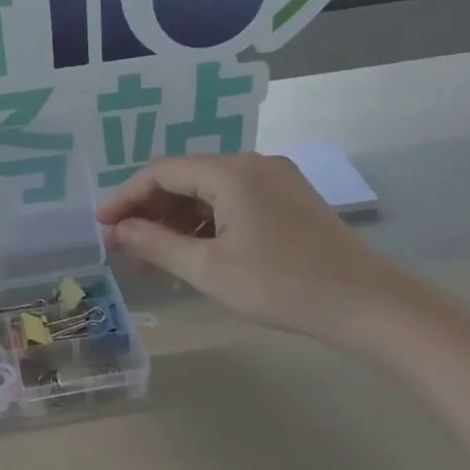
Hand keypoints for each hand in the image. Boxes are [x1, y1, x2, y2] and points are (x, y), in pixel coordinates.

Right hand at [97, 153, 415, 344]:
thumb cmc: (281, 285)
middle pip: (185, 178)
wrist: (368, 305)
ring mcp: (276, 182)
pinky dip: (206, 225)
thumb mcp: (208, 269)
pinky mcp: (289, 203)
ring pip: (209, 193)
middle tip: (126, 250)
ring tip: (155, 260)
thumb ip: (156, 245)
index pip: (162, 172)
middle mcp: (253, 165)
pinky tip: (194, 255)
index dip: (126, 197)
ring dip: (177, 222)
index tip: (101, 227)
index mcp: (232, 172)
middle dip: (150, 212)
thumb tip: (117, 231)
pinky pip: (233, 204)